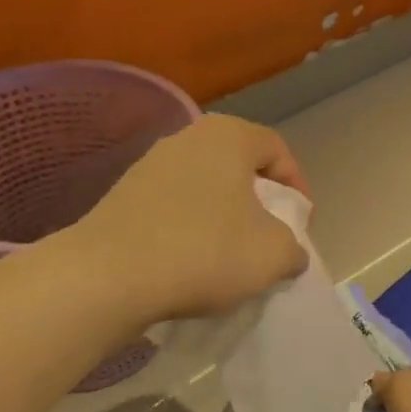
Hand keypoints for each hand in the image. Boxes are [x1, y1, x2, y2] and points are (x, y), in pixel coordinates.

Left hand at [69, 115, 310, 325]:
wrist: (109, 274)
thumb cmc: (204, 251)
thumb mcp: (272, 255)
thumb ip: (293, 248)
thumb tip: (288, 253)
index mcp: (227, 136)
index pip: (276, 149)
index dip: (296, 186)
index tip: (301, 224)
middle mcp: (186, 138)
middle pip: (238, 166)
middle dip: (259, 202)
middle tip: (269, 238)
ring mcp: (149, 165)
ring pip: (203, 187)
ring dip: (223, 217)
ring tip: (230, 256)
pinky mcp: (123, 195)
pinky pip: (172, 207)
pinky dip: (189, 229)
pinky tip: (191, 262)